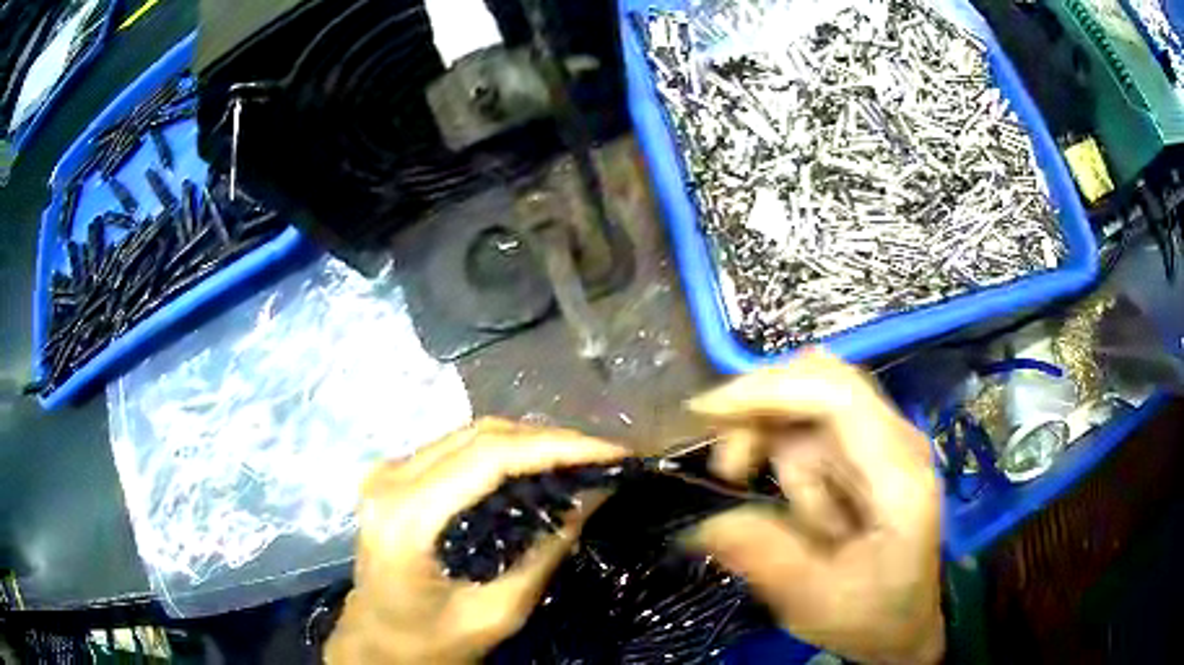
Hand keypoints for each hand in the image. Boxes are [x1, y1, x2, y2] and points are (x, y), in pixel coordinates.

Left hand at [326, 418, 627, 663]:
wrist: (376, 642)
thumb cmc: (432, 641)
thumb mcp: (498, 612)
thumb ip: (544, 553)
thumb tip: (593, 497)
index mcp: (408, 518)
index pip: (490, 458)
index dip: (555, 447)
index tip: (610, 451)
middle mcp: (390, 480)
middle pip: (480, 435)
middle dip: (549, 440)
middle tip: (602, 455)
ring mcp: (386, 472)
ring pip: (470, 434)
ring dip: (528, 441)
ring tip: (579, 458)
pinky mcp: (393, 475)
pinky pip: (456, 448)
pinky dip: (502, 451)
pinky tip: (534, 466)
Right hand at [685, 351, 943, 664]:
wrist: (907, 624)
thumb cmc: (872, 616)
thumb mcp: (815, 601)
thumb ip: (764, 558)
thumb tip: (705, 523)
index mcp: (898, 476)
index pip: (836, 396)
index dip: (770, 390)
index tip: (708, 413)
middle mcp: (897, 441)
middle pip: (822, 380)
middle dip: (764, 412)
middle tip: (732, 470)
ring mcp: (886, 442)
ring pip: (812, 406)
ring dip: (781, 454)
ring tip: (800, 525)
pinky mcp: (870, 452)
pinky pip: (816, 434)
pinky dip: (792, 465)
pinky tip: (808, 514)